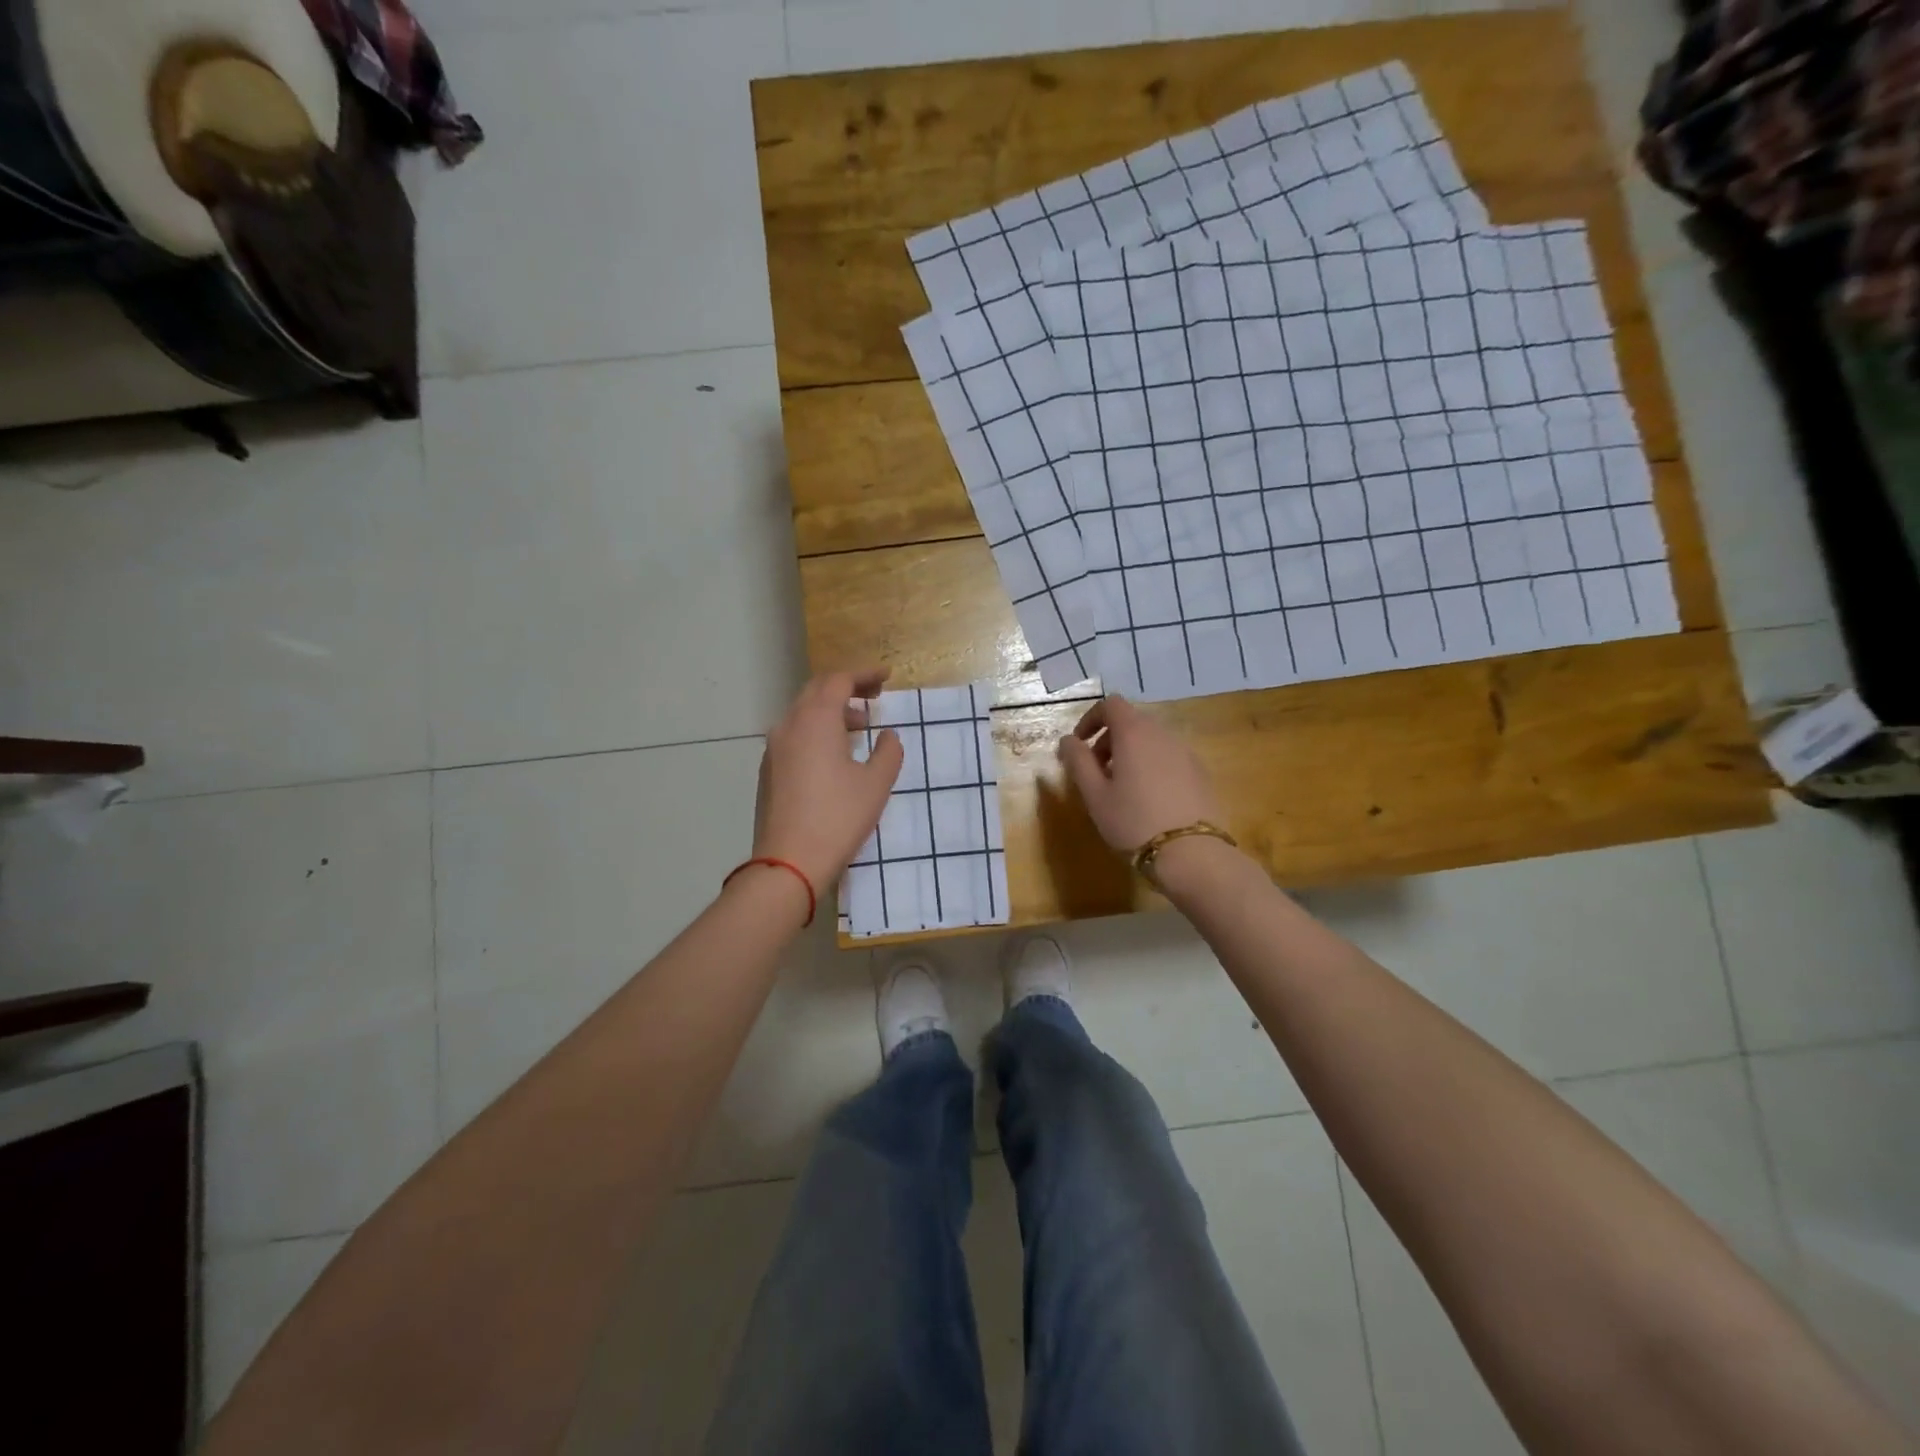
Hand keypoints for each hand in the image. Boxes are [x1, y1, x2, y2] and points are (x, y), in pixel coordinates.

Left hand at [753, 668, 903, 891]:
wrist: (788, 862)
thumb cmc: (838, 818)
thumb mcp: (876, 784)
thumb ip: (888, 752)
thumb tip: (888, 735)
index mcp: (816, 720)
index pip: (839, 680)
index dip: (864, 675)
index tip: (886, 677)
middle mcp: (789, 725)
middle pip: (817, 691)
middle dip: (846, 688)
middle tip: (874, 697)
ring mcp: (774, 748)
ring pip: (803, 713)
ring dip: (831, 711)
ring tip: (859, 726)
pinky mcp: (768, 770)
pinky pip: (794, 735)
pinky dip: (816, 730)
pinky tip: (834, 753)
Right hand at [1058, 695, 1222, 853]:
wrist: (1192, 854)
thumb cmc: (1133, 822)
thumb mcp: (1095, 795)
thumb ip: (1078, 761)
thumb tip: (1068, 740)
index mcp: (1134, 734)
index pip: (1111, 704)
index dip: (1090, 719)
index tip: (1079, 746)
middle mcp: (1163, 734)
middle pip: (1131, 722)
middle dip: (1108, 740)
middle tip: (1096, 773)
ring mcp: (1186, 752)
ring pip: (1151, 740)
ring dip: (1130, 754)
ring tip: (1121, 789)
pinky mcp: (1200, 773)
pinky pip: (1169, 757)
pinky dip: (1151, 766)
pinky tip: (1149, 800)